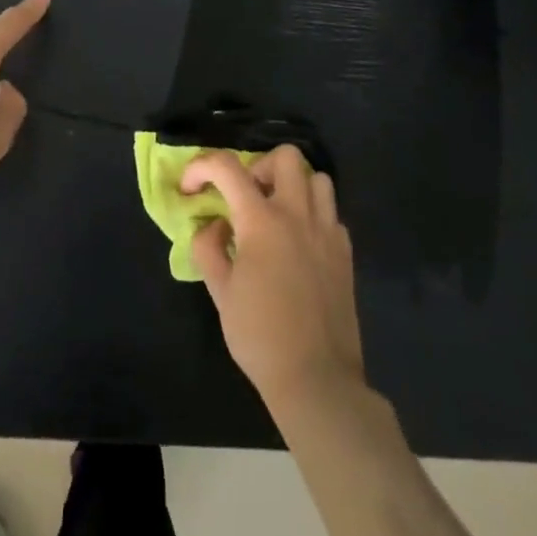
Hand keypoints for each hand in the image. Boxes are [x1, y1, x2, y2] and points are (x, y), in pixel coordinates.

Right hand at [181, 145, 364, 414]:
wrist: (316, 379)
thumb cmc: (259, 336)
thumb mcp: (219, 292)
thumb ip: (209, 247)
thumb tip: (214, 224)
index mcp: (262, 221)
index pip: (227, 167)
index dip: (201, 167)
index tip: (190, 189)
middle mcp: (298, 214)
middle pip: (286, 156)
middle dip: (259, 165)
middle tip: (245, 196)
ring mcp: (327, 231)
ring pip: (317, 178)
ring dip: (292, 185)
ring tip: (275, 214)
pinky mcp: (345, 252)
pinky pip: (330, 212)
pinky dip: (312, 214)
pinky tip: (298, 244)